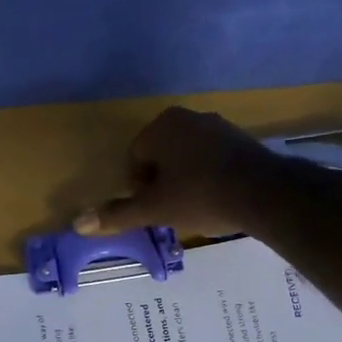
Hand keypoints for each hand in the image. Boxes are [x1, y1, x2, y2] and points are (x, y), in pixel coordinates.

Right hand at [72, 106, 281, 238]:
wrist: (263, 193)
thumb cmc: (200, 196)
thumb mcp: (154, 210)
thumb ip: (117, 214)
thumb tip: (78, 223)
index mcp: (161, 126)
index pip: (135, 157)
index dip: (139, 188)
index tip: (155, 208)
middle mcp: (187, 117)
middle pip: (160, 155)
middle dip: (162, 183)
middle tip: (173, 209)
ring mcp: (217, 125)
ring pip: (186, 157)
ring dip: (185, 180)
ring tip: (195, 207)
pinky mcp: (241, 139)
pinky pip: (211, 158)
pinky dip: (208, 176)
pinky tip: (217, 198)